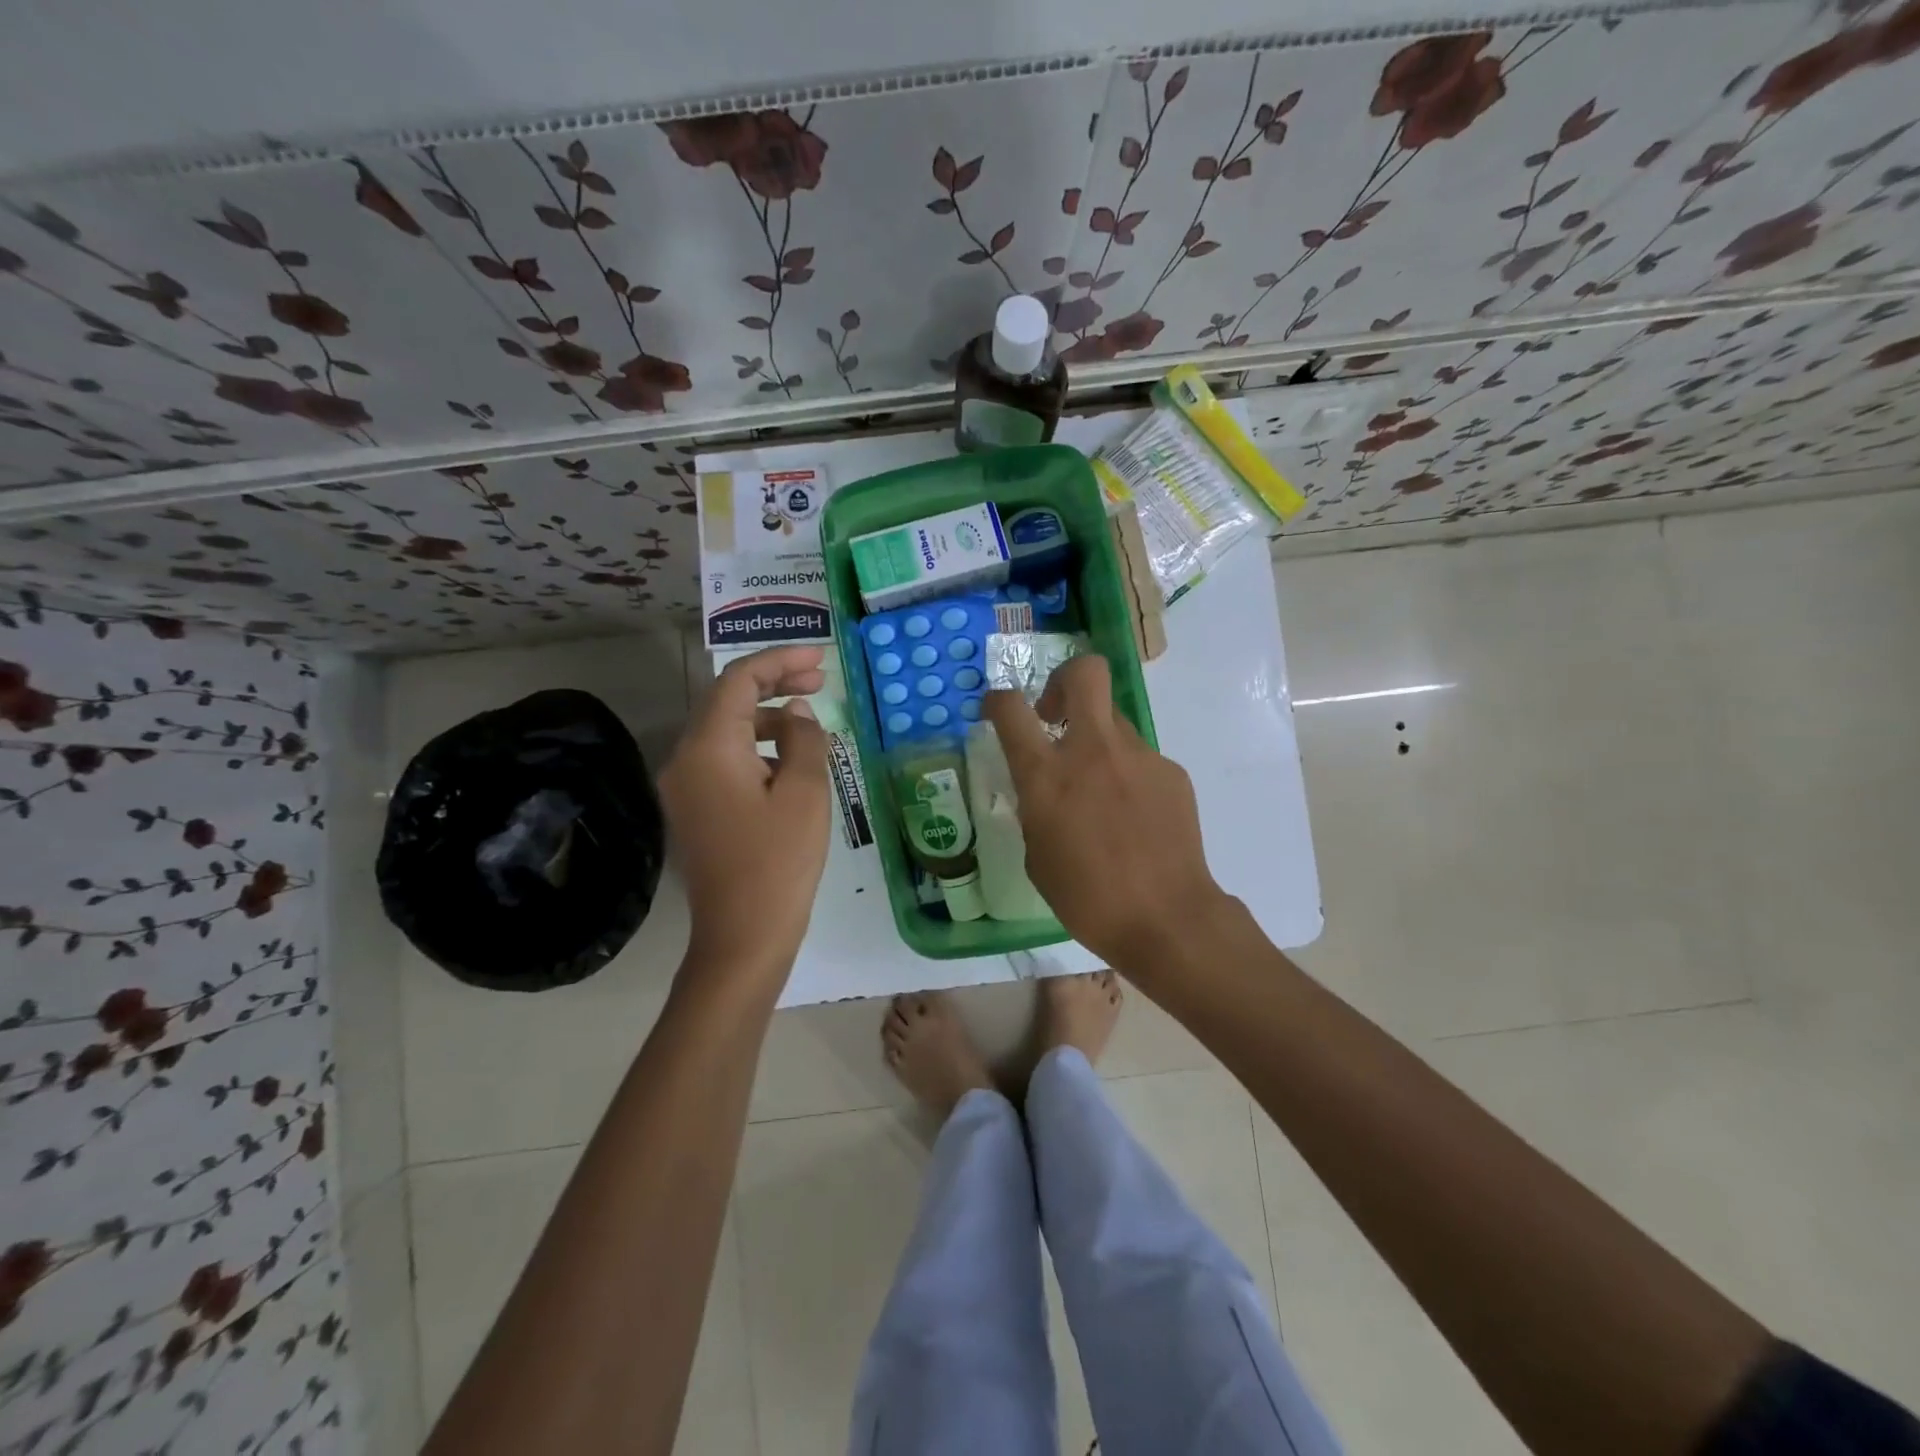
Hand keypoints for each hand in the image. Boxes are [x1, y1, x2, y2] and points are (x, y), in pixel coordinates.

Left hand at [661, 646, 829, 977]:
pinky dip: (758, 748)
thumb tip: (797, 714)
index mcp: (709, 748)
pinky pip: (725, 759)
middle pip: (728, 701)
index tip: (819, 658)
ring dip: (768, 717)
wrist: (743, 936)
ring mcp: (686, 786)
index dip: (780, 660)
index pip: (739, 681)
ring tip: (812, 719)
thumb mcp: (804, 792)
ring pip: (727, 731)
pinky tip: (791, 760)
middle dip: (774, 683)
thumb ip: (803, 739)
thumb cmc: (779, 862)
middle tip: (820, 679)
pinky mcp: (695, 809)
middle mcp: (685, 759)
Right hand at [984, 655, 1227, 967]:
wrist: (1166, 917)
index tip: (997, 710)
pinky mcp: (1171, 772)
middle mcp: (1093, 750)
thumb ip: (1036, 808)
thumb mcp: (1037, 855)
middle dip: (1064, 679)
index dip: (997, 700)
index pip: (1010, 708)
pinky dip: (1128, 776)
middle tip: (1055, 714)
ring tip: (1101, 792)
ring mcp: (1138, 756)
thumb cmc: (1086, 898)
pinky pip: (1140, 759)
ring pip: (1114, 721)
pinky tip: (1134, 818)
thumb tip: (1046, 790)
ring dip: (1098, 741)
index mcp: (1047, 774)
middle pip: (1085, 672)